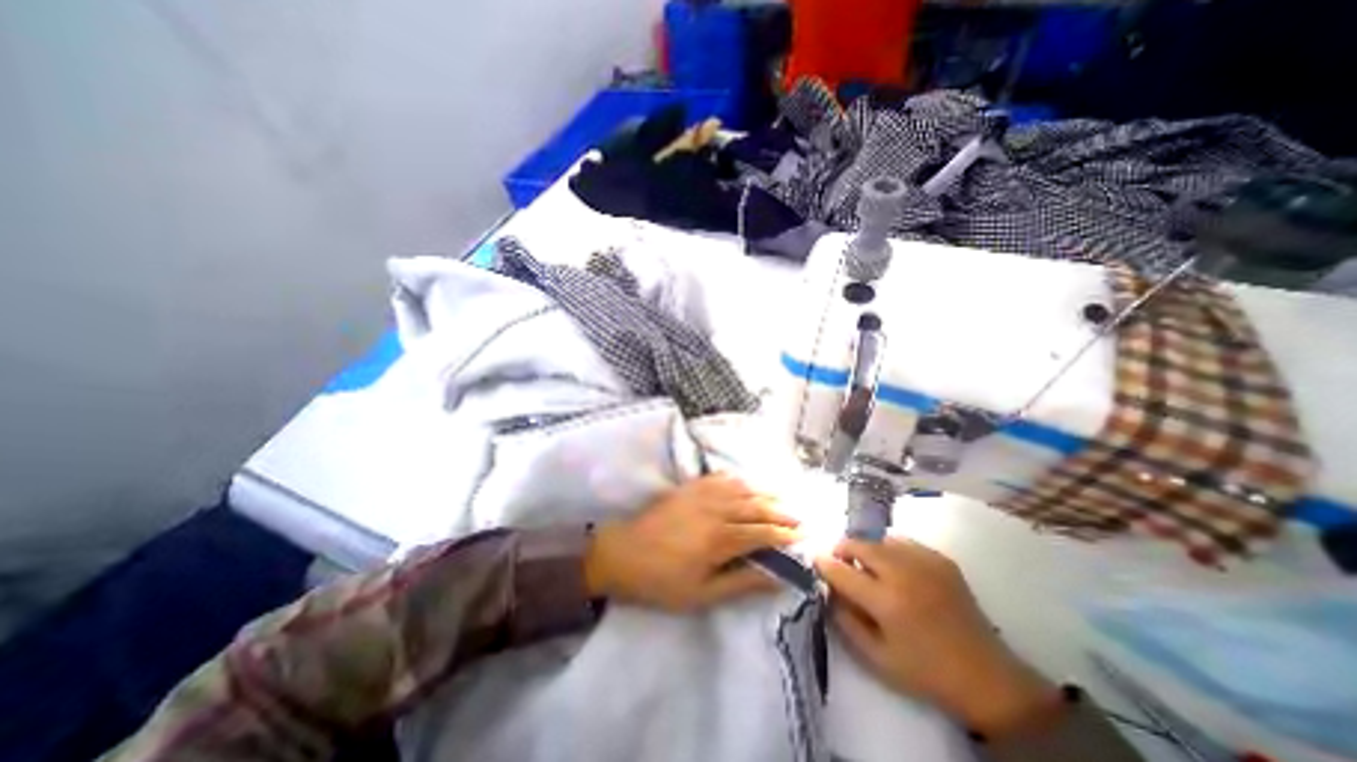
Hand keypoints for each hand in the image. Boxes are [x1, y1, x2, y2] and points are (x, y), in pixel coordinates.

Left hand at [587, 476, 797, 612]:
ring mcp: (701, 494)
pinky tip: (744, 481)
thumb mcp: (702, 594)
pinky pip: (719, 477)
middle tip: (799, 517)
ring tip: (781, 496)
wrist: (622, 553)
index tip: (802, 536)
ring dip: (764, 491)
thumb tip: (777, 579)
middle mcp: (716, 510)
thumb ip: (741, 583)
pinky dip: (737, 478)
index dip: (785, 535)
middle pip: (756, 507)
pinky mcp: (689, 487)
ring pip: (742, 488)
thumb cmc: (661, 580)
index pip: (762, 533)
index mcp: (721, 539)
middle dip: (781, 512)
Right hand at [814, 535, 1059, 738]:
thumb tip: (828, 589)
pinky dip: (890, 550)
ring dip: (866, 549)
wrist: (987, 676)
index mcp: (886, 601)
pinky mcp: (941, 559)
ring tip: (870, 566)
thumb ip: (845, 621)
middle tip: (842, 562)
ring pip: (879, 538)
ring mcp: (925, 562)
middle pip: (859, 544)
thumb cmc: (925, 671)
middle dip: (843, 549)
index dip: (823, 563)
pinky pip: (903, 542)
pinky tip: (897, 569)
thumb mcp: (876, 657)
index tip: (815, 561)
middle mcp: (903, 573)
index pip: (841, 570)